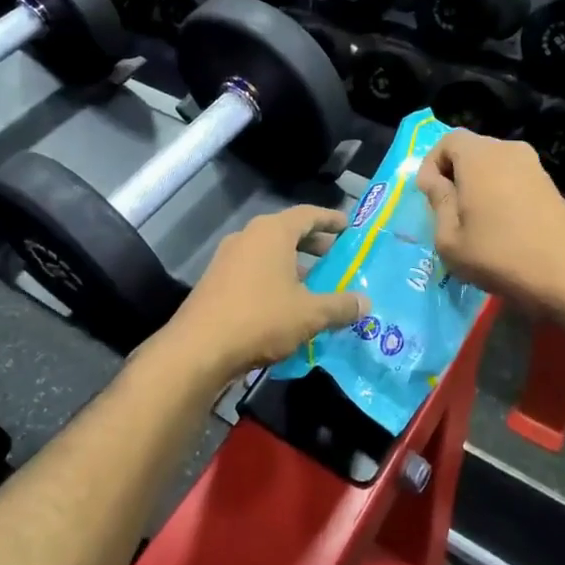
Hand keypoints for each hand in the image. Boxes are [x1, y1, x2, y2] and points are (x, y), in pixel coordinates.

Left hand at [149, 205, 367, 384]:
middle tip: (337, 257)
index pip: (308, 214)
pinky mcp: (216, 281)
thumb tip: (365, 303)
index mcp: (272, 232)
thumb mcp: (309, 314)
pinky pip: (254, 271)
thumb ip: (340, 306)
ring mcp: (228, 258)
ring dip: (293, 265)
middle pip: (288, 232)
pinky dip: (274, 279)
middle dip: (314, 245)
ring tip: (316, 285)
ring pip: (269, 254)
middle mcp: (248, 237)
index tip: (349, 227)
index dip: (331, 219)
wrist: (198, 349)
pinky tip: (287, 305)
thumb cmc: (260, 319)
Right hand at [417, 131, 564, 316]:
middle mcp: (507, 150)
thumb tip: (435, 181)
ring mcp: (534, 166)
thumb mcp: (450, 239)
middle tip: (447, 211)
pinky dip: (499, 193)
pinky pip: (513, 178)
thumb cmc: (499, 255)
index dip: (431, 164)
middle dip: (454, 175)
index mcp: (479, 156)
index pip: (447, 140)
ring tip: (473, 222)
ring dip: (477, 186)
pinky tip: (501, 227)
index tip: (428, 196)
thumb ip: (438, 202)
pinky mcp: (550, 185)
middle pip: (471, 151)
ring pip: (493, 165)